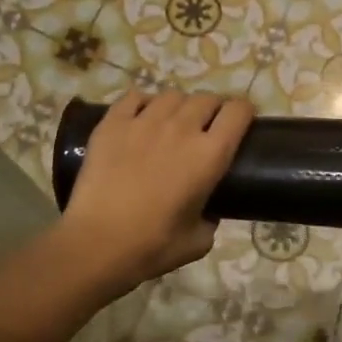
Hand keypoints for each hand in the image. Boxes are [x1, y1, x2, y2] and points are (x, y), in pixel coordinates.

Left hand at [59, 91, 252, 295]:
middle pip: (207, 99)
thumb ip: (211, 219)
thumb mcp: (199, 241)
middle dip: (213, 109)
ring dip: (180, 106)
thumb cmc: (153, 246)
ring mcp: (144, 121)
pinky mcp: (112, 123)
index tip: (242, 122)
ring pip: (172, 95)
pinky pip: (134, 97)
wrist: (97, 243)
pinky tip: (141, 117)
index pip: (238, 112)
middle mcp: (181, 128)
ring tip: (172, 122)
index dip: (244, 112)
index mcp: (210, 155)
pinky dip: (143, 103)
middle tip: (207, 127)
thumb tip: (208, 211)